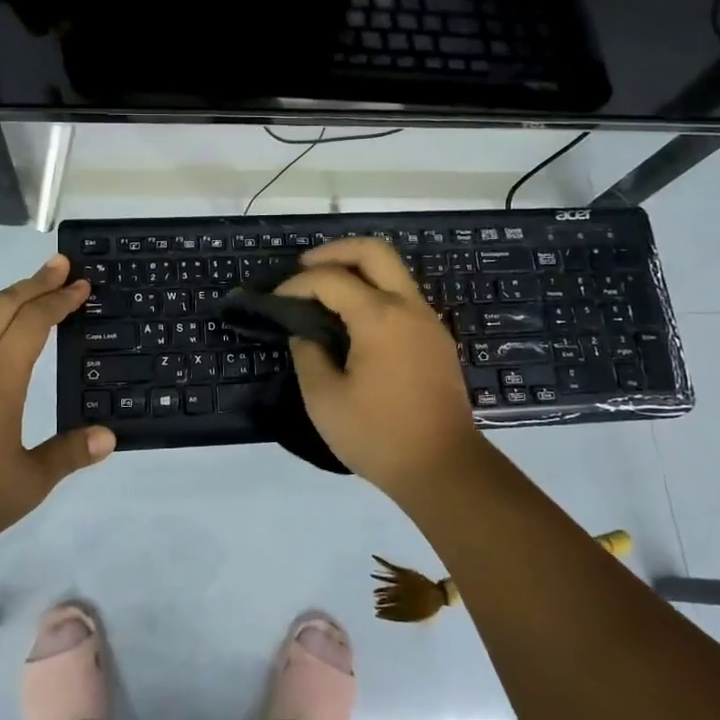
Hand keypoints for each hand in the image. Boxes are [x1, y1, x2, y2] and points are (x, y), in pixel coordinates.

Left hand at [0, 255, 114, 547]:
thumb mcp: (29, 482)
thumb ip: (69, 454)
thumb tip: (108, 437)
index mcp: (0, 378)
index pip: (36, 322)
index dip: (60, 299)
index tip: (80, 284)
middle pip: (3, 306)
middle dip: (34, 282)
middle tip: (58, 265)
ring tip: (18, 311)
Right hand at [275, 238, 489, 498]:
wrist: (444, 468)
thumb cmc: (378, 435)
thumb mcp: (324, 399)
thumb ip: (308, 355)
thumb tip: (306, 333)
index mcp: (379, 316)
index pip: (331, 279)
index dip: (297, 284)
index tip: (276, 300)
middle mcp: (408, 306)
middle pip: (374, 251)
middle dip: (335, 251)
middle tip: (305, 267)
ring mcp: (428, 320)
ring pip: (393, 270)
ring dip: (358, 269)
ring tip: (325, 290)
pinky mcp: (436, 338)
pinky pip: (402, 296)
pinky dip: (374, 291)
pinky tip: (352, 318)